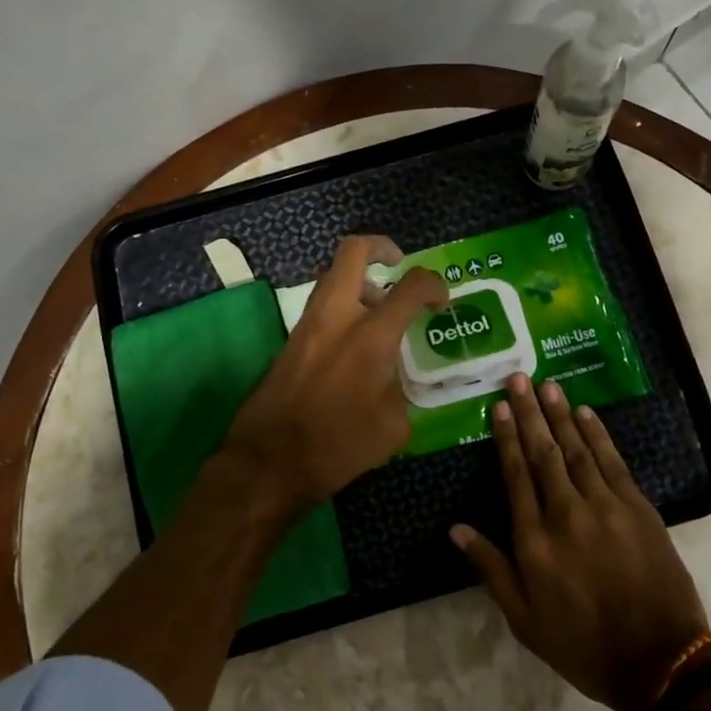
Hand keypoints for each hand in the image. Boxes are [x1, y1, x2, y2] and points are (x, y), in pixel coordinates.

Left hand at [220, 235, 448, 516]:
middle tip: (398, 265)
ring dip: (359, 280)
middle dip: (380, 247)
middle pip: (353, 251)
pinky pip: (321, 306)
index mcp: (370, 336)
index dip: (434, 285)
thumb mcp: (393, 426)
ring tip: (379, 309)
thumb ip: (399, 387)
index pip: (411, 286)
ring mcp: (307, 325)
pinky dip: (342, 307)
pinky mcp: (290, 341)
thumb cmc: (338, 447)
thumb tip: (393, 376)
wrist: (269, 463)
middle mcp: (336, 317)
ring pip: (331, 276)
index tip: (442, 302)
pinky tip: (356, 342)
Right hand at [452, 374, 709, 710]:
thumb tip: (455, 529)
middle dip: (529, 413)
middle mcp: (566, 513)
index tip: (498, 407)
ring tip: (548, 386)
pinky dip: (598, 435)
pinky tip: (586, 414)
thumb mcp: (524, 620)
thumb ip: (491, 569)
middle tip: (519, 378)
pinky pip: (613, 462)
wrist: (660, 662)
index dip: (506, 438)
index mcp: (535, 541)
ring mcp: (606, 507)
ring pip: (577, 450)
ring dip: (561, 415)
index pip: (515, 475)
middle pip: (543, 452)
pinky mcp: (638, 508)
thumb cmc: (583, 645)